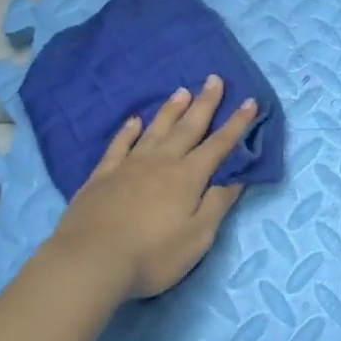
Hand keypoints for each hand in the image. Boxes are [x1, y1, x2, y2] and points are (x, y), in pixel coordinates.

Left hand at [48, 76, 260, 300]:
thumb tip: (236, 178)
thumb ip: (217, 204)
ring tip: (182, 91)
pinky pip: (119, 145)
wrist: (90, 261)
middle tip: (214, 79)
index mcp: (188, 177)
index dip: (237, 124)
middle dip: (205, 104)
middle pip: (188, 128)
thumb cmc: (152, 255)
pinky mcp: (102, 176)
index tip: (250, 101)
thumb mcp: (197, 237)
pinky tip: (134, 121)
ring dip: (170, 110)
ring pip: (155, 130)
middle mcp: (161, 162)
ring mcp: (129, 166)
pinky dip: (128, 131)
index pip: (219, 145)